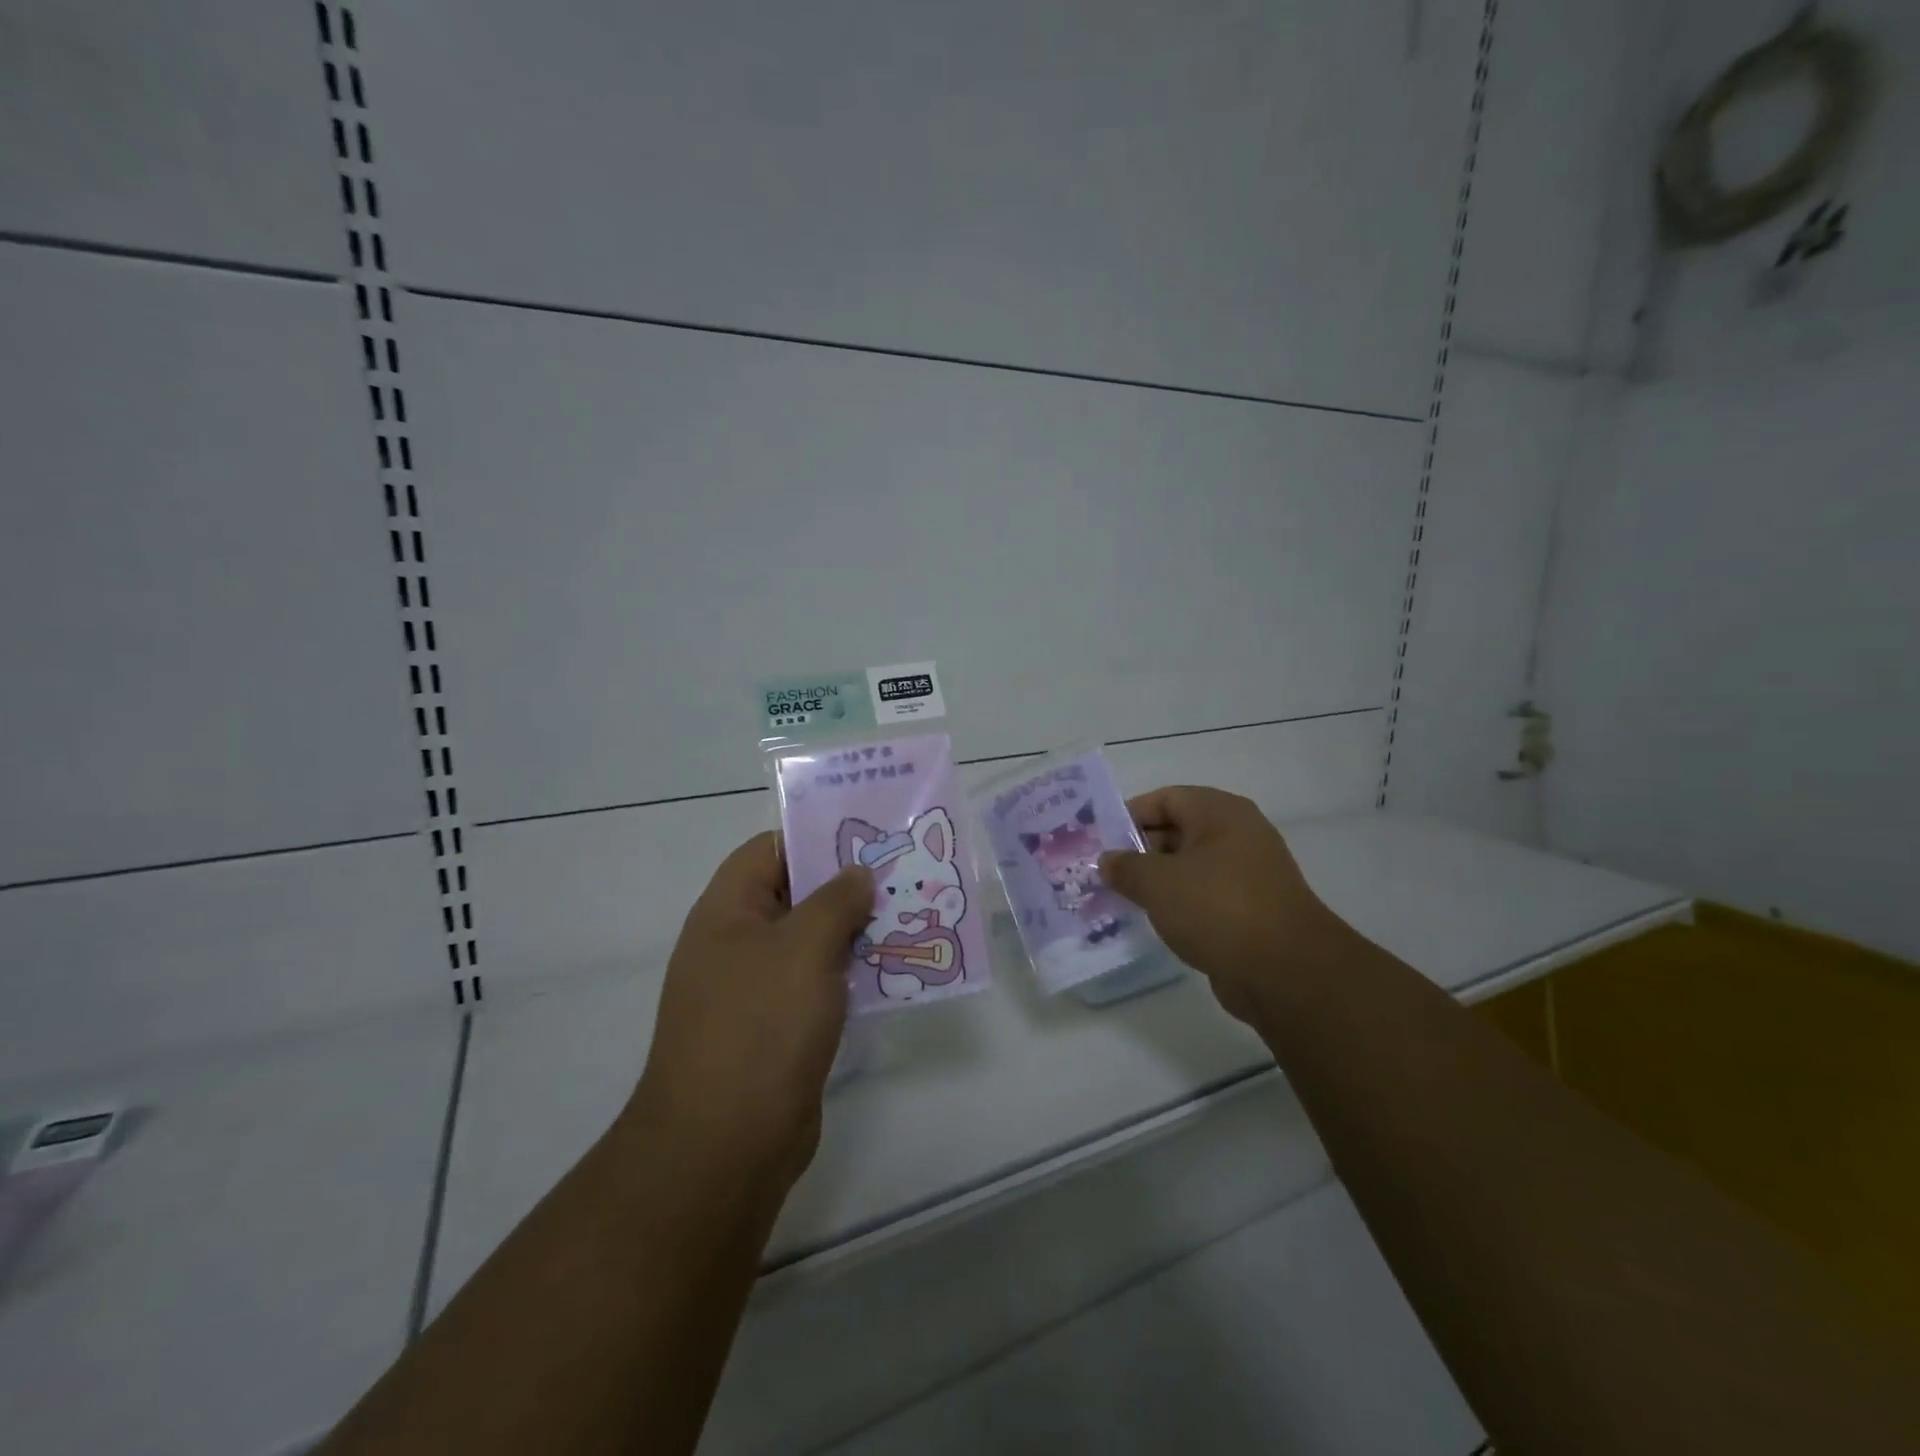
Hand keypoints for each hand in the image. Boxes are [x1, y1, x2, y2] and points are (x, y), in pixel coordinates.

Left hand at [625, 832, 872, 1189]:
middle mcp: (736, 944)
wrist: (725, 1145)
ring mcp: (756, 989)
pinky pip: (818, 984)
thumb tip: (857, 873)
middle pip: (795, 895)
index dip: (815, 837)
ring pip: (812, 942)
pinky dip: (851, 974)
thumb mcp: (804, 947)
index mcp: (727, 912)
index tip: (867, 836)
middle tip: (902, 874)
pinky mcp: (778, 1029)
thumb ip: (836, 900)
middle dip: (847, 885)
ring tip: (910, 916)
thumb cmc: (761, 1026)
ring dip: (855, 931)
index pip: (770, 850)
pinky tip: (893, 971)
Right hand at [1099, 786, 1343, 1021]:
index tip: (1099, 840)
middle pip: (1177, 831)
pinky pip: (1204, 896)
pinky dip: (1179, 904)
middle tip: (1104, 872)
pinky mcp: (1250, 909)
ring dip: (1156, 881)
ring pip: (1189, 867)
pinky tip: (1153, 921)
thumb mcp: (1158, 883)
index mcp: (1220, 813)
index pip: (1165, 798)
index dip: (1129, 815)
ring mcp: (1247, 873)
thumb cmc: (1218, 909)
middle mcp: (1237, 834)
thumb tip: (1108, 861)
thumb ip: (1125, 867)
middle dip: (1139, 851)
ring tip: (1120, 898)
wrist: (1286, 972)